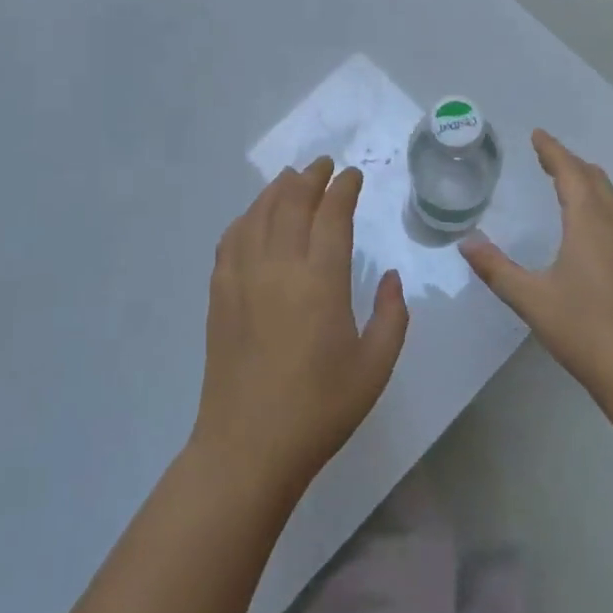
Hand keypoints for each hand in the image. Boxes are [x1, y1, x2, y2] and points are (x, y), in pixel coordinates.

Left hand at [192, 158, 408, 499]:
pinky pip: (231, 238)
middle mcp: (278, 266)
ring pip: (259, 213)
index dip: (343, 189)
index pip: (332, 214)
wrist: (248, 447)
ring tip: (291, 178)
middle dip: (310, 177)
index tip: (353, 176)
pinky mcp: (220, 293)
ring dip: (278, 189)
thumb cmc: (320, 409)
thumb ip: (392, 316)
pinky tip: (254, 218)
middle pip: (292, 202)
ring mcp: (243, 276)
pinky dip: (246, 217)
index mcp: (320, 280)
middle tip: (324, 165)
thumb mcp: (375, 367)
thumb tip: (392, 277)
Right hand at [460, 130, 612, 413]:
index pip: (570, 173)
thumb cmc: (585, 331)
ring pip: (612, 199)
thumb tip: (466, 243)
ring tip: (568, 183)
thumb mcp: (532, 299)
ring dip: (589, 183)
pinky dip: (601, 205)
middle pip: (596, 180)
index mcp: (590, 224)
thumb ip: (496, 269)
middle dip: (571, 163)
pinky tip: (592, 228)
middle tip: (547, 156)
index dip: (553, 151)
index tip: (538, 134)